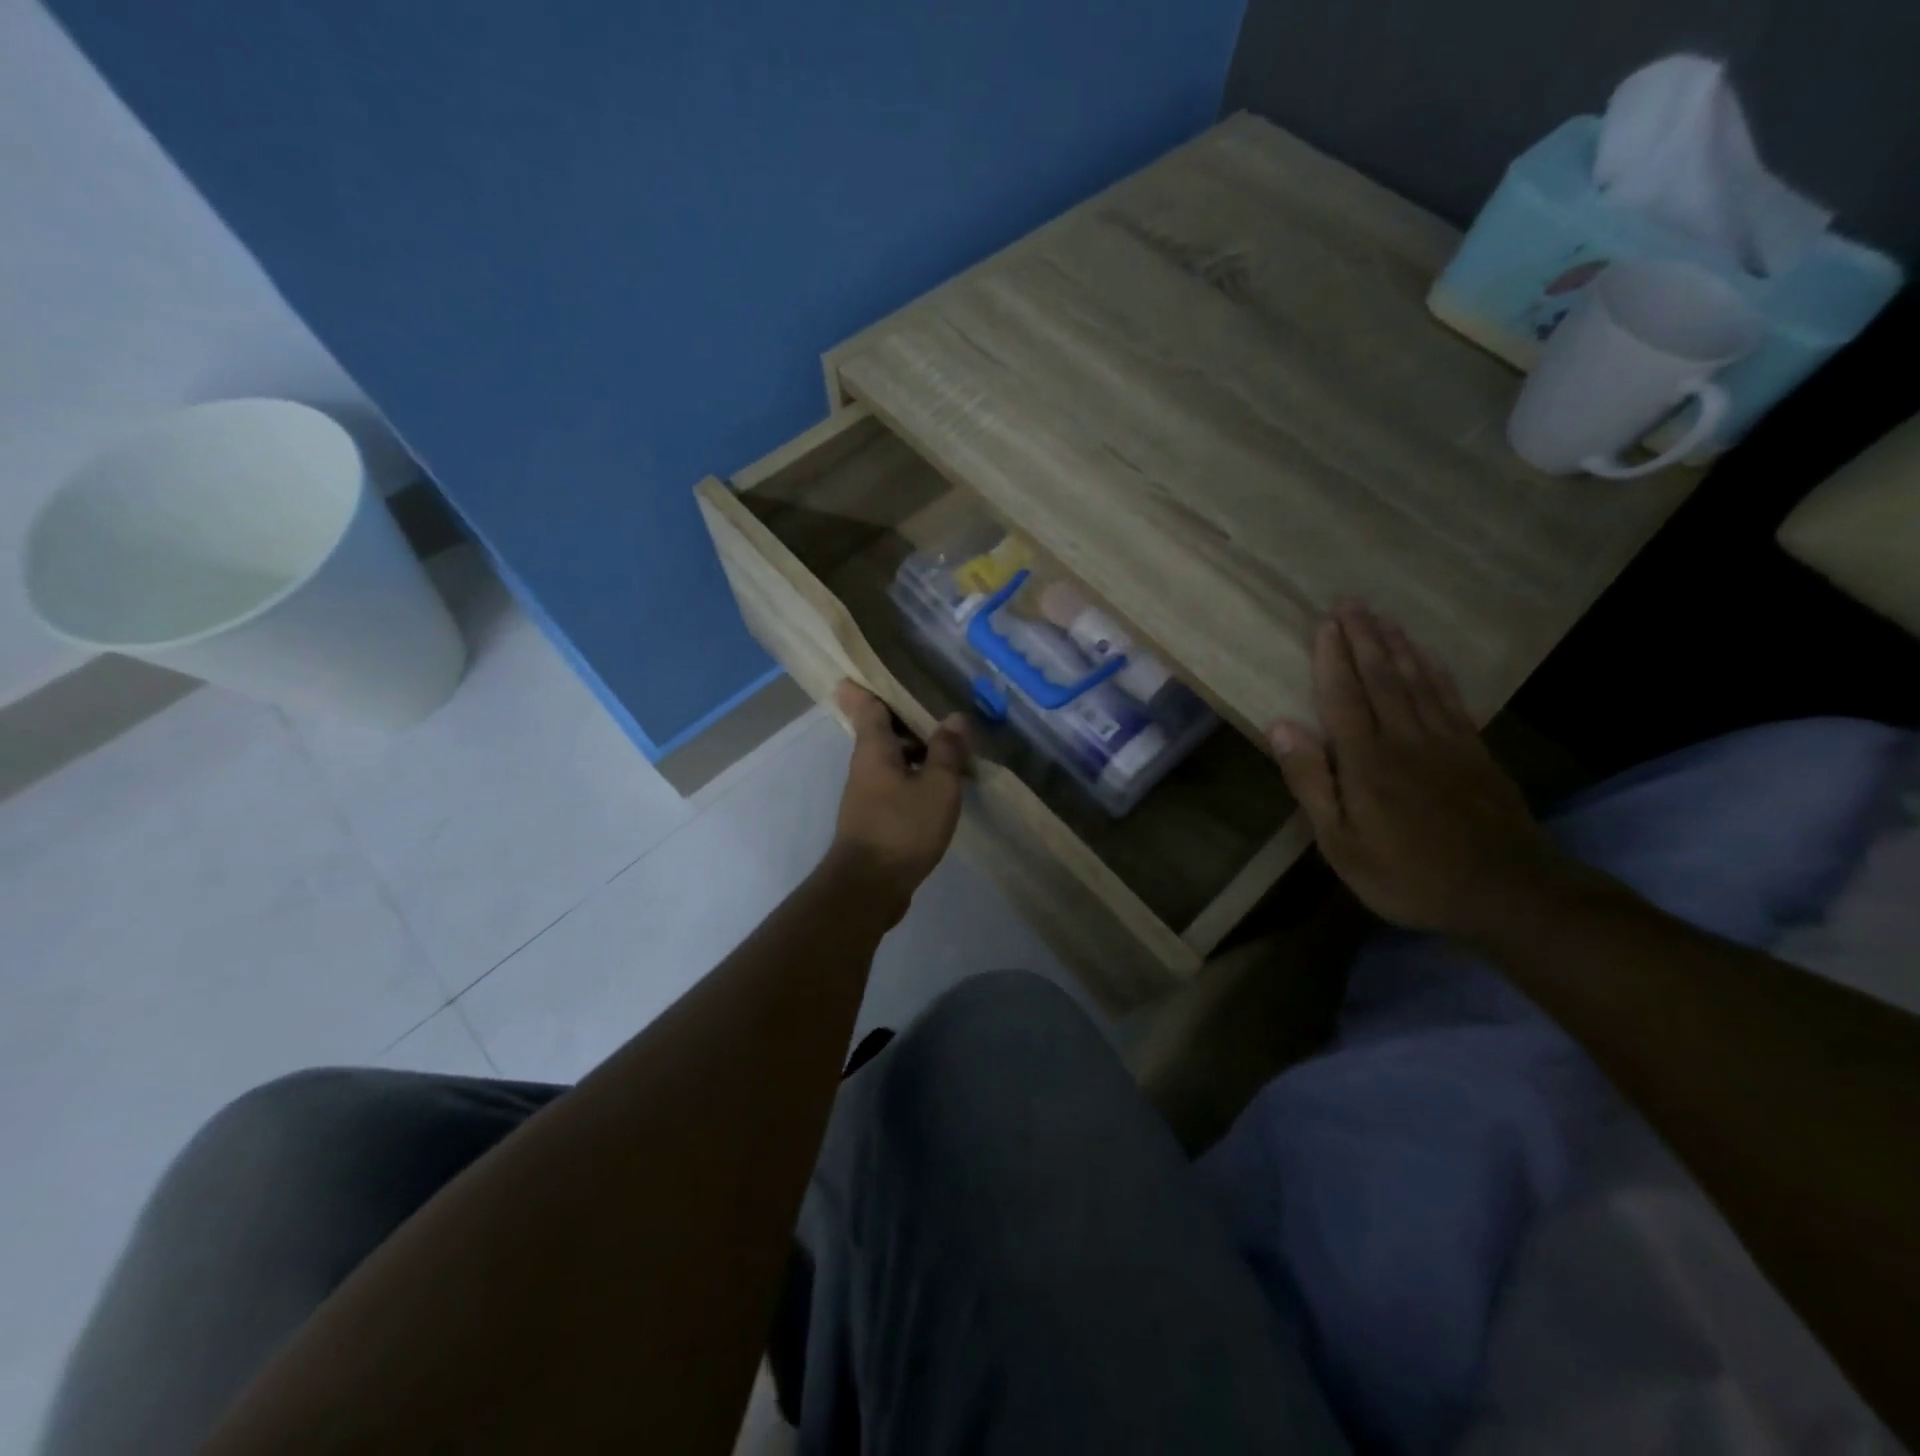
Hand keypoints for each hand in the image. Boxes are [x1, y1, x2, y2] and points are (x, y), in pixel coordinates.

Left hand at [828, 682, 968, 920]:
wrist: (869, 886)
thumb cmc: (902, 828)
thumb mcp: (937, 787)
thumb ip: (947, 751)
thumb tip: (955, 717)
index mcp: (874, 749)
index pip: (867, 707)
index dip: (867, 688)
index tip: (865, 672)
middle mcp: (865, 766)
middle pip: (880, 732)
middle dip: (902, 718)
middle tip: (931, 703)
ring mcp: (866, 794)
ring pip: (890, 759)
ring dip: (914, 749)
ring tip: (947, 743)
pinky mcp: (874, 818)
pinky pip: (895, 783)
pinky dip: (914, 775)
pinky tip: (939, 784)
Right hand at [1267, 605, 1572, 942]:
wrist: (1504, 891)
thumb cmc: (1406, 873)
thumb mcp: (1340, 841)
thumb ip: (1311, 781)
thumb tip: (1281, 726)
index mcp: (1366, 760)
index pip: (1343, 697)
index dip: (1332, 659)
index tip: (1324, 624)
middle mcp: (1405, 738)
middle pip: (1380, 678)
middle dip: (1363, 638)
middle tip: (1350, 603)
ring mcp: (1445, 741)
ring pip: (1416, 681)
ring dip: (1396, 646)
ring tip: (1382, 617)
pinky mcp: (1475, 751)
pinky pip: (1450, 698)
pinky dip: (1434, 671)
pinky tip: (1426, 657)